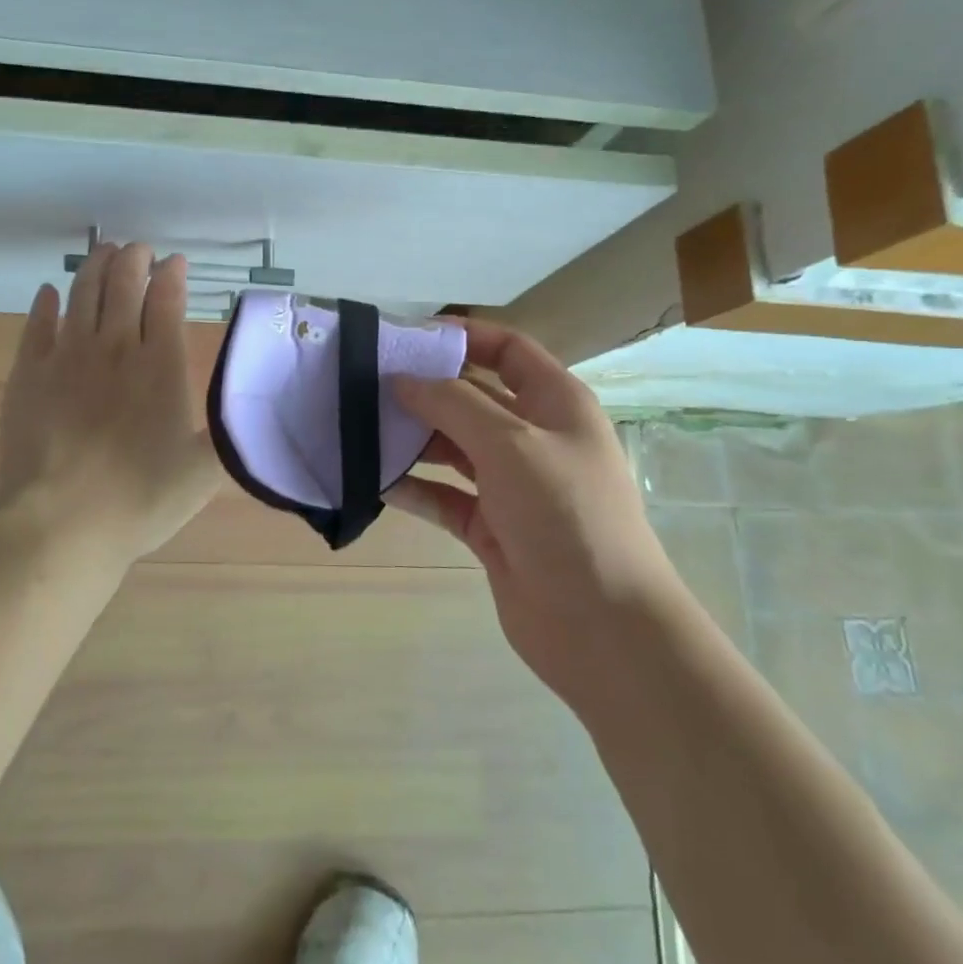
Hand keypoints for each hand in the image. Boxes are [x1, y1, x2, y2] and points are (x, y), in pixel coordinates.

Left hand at [0, 242, 221, 570]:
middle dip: (134, 260)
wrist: (59, 523)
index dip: (171, 276)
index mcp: (161, 366)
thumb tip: (255, 411)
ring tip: (104, 252)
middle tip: (139, 249)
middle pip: (124, 286)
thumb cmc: (139, 500)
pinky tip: (50, 292)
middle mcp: (116, 348)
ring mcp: (67, 356)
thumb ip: (231, 436)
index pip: (167, 302)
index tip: (174, 261)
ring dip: (96, 267)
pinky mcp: (29, 372)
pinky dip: (46, 303)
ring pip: (83, 293)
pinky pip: (38, 324)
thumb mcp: (204, 474)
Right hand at [385, 321, 677, 705]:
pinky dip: (415, 487)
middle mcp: (534, 437)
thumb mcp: (510, 443)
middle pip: (472, 397)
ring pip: (454, 447)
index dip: (462, 336)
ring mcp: (512, 485)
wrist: (602, 626)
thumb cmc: (565, 515)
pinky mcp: (491, 527)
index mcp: (555, 403)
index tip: (406, 337)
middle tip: (365, 384)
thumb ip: (453, 404)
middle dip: (425, 389)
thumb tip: (404, 378)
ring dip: (413, 438)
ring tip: (361, 429)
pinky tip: (376, 482)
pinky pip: (445, 496)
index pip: (507, 349)